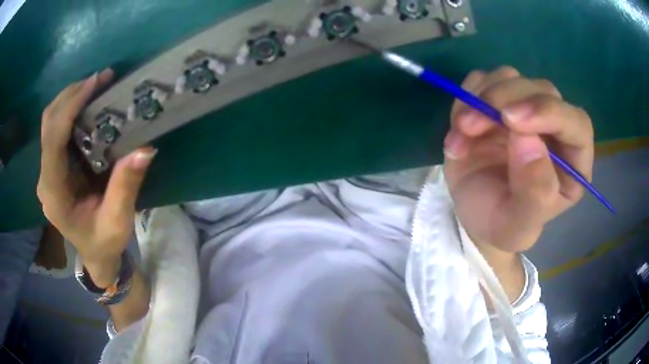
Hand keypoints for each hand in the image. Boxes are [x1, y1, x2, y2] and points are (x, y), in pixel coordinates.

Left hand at [37, 69, 156, 285]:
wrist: (94, 254)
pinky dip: (71, 109)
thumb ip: (125, 187)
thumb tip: (145, 148)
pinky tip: (89, 103)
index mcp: (54, 194)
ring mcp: (48, 171)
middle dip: (71, 95)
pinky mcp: (54, 166)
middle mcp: (45, 178)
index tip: (95, 82)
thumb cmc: (104, 243)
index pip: (53, 141)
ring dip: (71, 98)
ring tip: (97, 85)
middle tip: (100, 79)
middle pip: (48, 124)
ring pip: (50, 122)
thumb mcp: (117, 222)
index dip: (70, 107)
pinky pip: (57, 129)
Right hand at [444, 66, 593, 251]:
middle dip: (504, 100)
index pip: (577, 124)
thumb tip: (527, 140)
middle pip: (541, 91)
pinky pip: (483, 81)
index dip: (549, 113)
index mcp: (572, 163)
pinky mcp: (498, 102)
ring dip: (481, 98)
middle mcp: (554, 130)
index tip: (511, 120)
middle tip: (470, 125)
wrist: (474, 215)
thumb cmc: (502, 224)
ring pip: (510, 78)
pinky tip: (459, 129)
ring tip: (461, 132)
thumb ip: (534, 193)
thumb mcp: (517, 225)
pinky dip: (466, 98)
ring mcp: (525, 110)